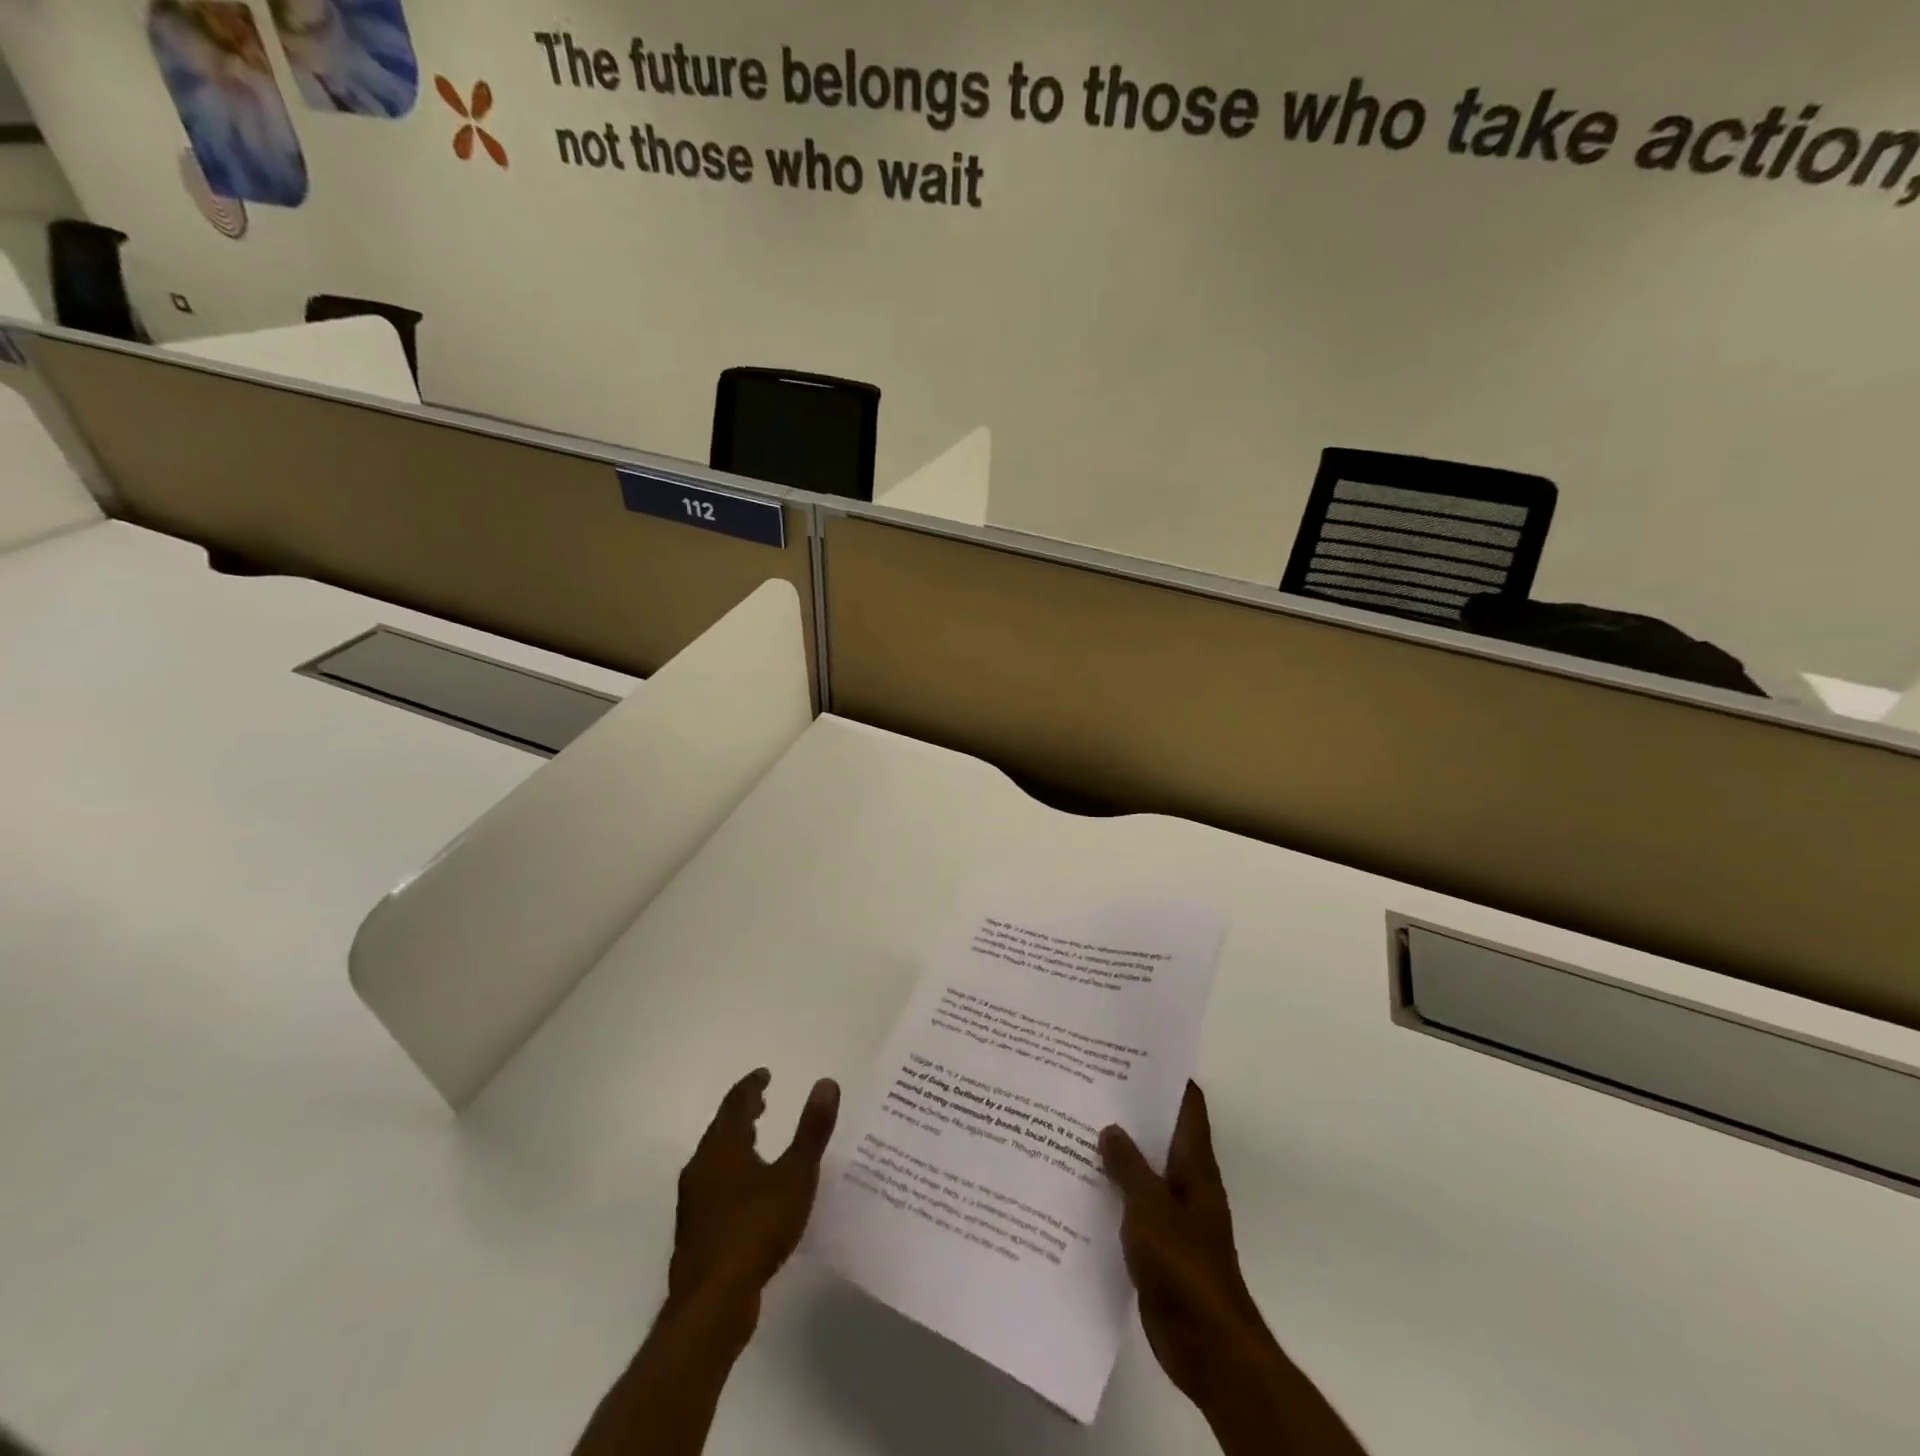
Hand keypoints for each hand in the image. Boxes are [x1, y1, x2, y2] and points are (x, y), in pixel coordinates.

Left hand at [667, 1067, 840, 1320]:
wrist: (711, 1302)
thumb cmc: (756, 1229)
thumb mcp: (796, 1176)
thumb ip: (812, 1130)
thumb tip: (826, 1083)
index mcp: (724, 1147)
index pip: (736, 1103)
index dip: (751, 1086)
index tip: (765, 1075)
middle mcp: (702, 1166)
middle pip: (721, 1128)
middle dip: (742, 1113)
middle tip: (762, 1102)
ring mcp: (693, 1200)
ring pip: (714, 1157)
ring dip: (734, 1142)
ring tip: (755, 1139)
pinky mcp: (694, 1229)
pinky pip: (712, 1184)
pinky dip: (730, 1171)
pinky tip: (746, 1191)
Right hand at [1100, 1081, 1274, 1409]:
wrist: (1205, 1345)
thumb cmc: (1183, 1265)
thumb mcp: (1149, 1206)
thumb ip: (1128, 1165)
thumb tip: (1110, 1127)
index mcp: (1194, 1166)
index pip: (1187, 1106)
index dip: (1165, 1077)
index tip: (1130, 1053)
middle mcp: (1186, 1183)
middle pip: (1159, 1134)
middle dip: (1128, 1112)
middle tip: (1086, 1085)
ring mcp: (1172, 1215)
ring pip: (1141, 1171)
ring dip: (1115, 1154)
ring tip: (1072, 1127)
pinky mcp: (1156, 1245)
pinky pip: (1130, 1207)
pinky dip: (1109, 1193)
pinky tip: (1076, 1185)